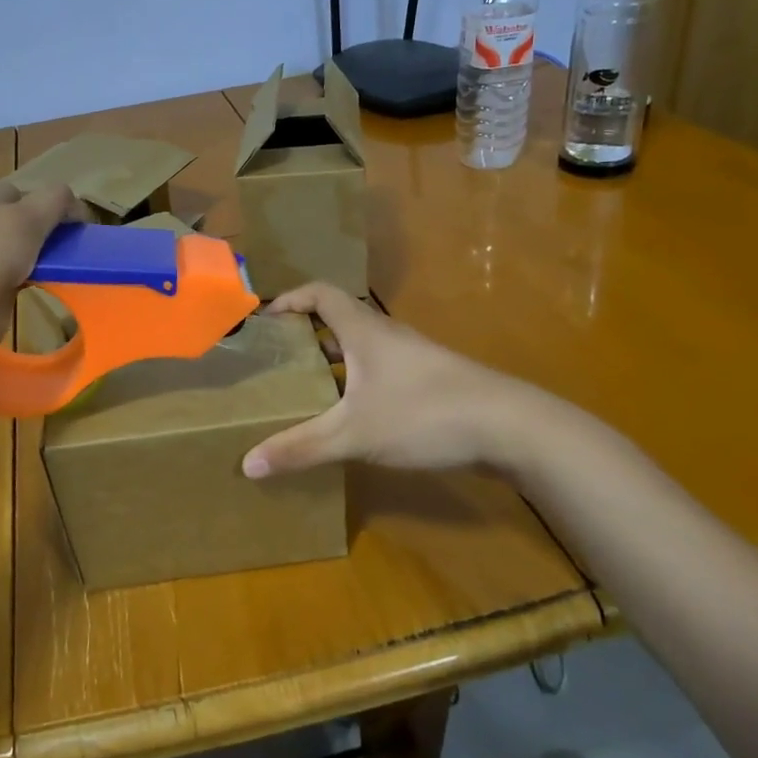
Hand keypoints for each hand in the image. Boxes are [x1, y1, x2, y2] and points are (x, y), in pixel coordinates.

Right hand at [241, 282, 556, 480]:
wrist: (510, 427)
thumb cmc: (424, 414)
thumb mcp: (354, 434)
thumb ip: (301, 448)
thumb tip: (248, 465)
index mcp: (364, 331)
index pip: (319, 293)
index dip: (289, 299)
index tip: (263, 321)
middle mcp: (387, 335)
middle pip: (338, 320)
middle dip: (304, 335)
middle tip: (275, 360)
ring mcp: (412, 358)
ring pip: (361, 349)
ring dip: (332, 361)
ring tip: (304, 389)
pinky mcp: (430, 382)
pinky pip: (380, 371)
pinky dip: (356, 383)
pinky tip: (350, 416)